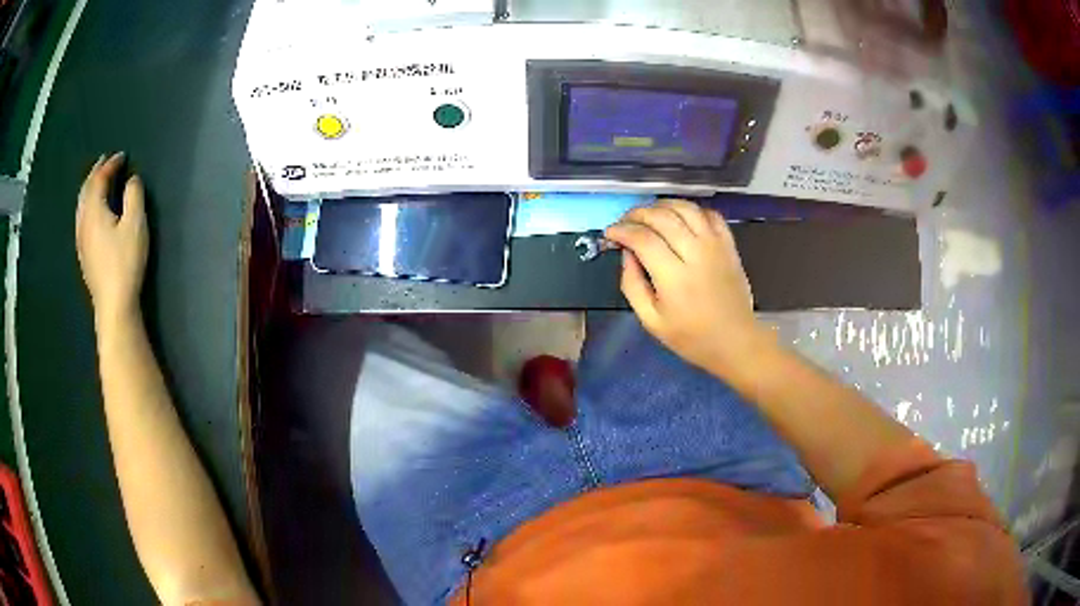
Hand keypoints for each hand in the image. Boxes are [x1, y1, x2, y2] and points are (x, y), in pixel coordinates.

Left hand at [76, 153, 147, 326]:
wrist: (113, 305)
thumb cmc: (125, 262)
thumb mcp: (135, 224)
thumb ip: (134, 195)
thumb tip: (132, 180)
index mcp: (94, 210)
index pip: (99, 179)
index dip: (110, 164)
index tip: (122, 156)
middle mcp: (83, 221)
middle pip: (86, 190)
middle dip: (95, 173)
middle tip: (105, 162)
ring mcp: (81, 240)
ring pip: (81, 205)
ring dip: (89, 189)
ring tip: (97, 182)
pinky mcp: (83, 254)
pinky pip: (81, 219)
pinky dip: (86, 205)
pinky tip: (90, 211)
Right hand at [604, 199, 768, 373]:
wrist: (735, 341)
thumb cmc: (691, 337)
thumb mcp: (651, 321)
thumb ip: (632, 285)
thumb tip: (626, 253)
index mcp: (674, 277)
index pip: (642, 238)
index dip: (621, 230)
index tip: (610, 233)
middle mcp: (696, 254)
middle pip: (662, 217)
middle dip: (637, 214)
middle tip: (625, 223)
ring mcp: (715, 245)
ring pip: (685, 208)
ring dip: (662, 205)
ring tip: (649, 215)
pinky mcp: (728, 244)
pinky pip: (709, 214)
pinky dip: (691, 210)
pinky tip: (680, 219)